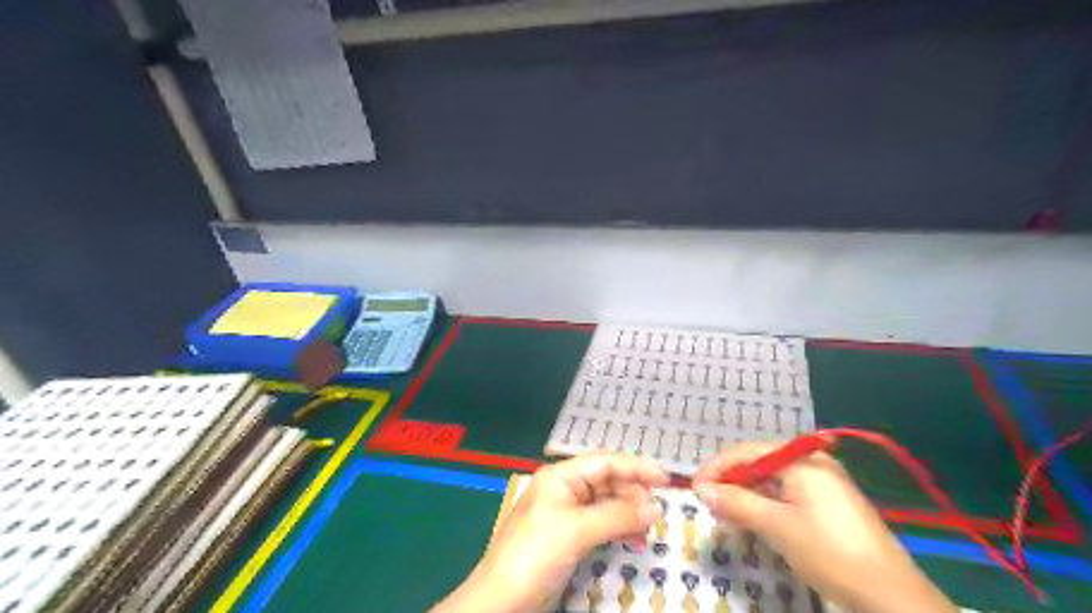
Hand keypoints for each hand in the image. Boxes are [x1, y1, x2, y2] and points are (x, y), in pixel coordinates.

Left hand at [431, 452, 670, 612]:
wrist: (502, 602)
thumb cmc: (536, 553)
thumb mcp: (577, 530)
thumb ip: (618, 516)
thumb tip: (656, 508)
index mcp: (560, 477)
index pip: (604, 463)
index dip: (636, 467)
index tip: (667, 478)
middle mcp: (564, 490)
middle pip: (607, 482)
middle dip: (634, 494)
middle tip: (659, 511)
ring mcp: (567, 515)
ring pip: (607, 505)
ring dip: (629, 514)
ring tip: (650, 529)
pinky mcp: (570, 539)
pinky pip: (602, 526)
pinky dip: (619, 530)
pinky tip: (635, 541)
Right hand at [691, 441, 957, 611]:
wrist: (892, 596)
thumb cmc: (831, 553)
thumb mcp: (777, 526)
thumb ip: (736, 503)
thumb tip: (700, 489)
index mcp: (802, 460)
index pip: (747, 452)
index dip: (717, 468)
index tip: (694, 487)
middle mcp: (812, 463)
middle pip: (758, 463)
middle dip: (731, 482)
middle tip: (707, 502)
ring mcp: (822, 483)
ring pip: (771, 480)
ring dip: (746, 495)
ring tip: (724, 512)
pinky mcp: (828, 503)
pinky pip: (786, 494)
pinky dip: (765, 504)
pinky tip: (752, 519)